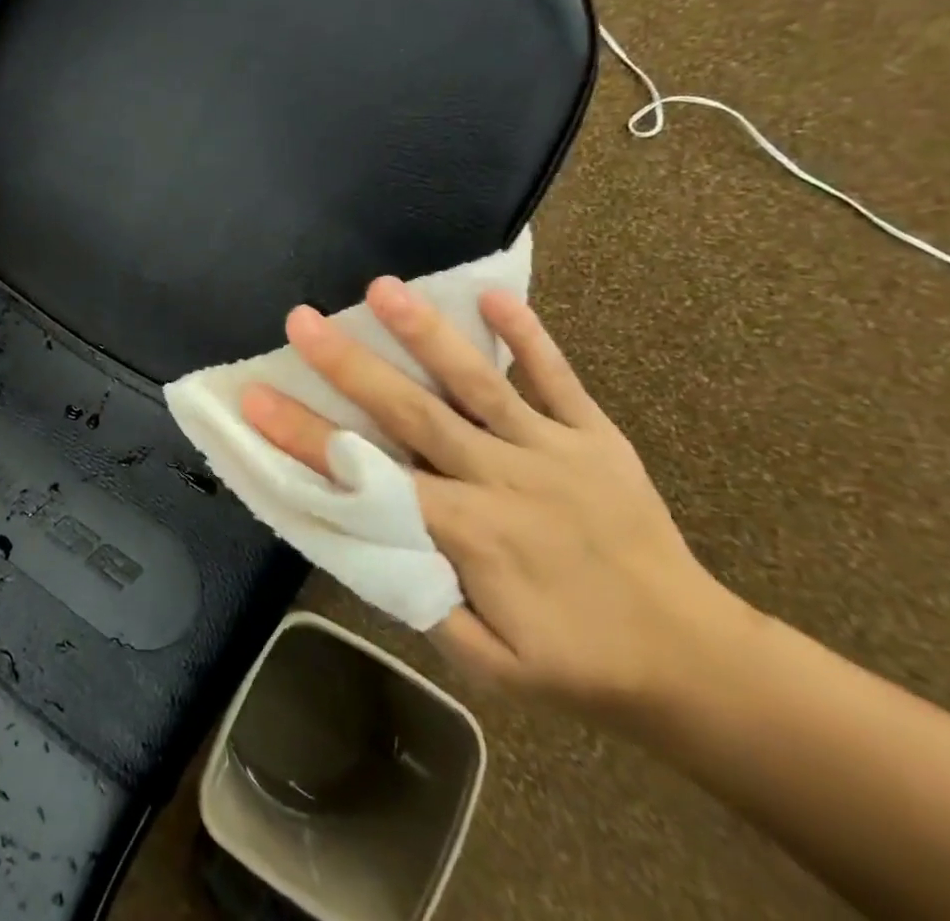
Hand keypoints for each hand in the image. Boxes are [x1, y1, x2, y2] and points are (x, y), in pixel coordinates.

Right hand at [239, 280, 746, 721]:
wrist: (695, 660)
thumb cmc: (575, 661)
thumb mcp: (485, 661)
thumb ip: (420, 595)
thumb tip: (359, 530)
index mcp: (469, 534)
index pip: (369, 476)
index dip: (306, 437)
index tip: (255, 400)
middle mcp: (502, 478)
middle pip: (413, 412)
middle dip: (350, 365)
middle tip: (302, 320)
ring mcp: (551, 449)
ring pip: (479, 383)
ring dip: (428, 333)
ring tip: (384, 288)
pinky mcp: (594, 435)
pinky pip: (557, 378)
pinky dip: (527, 337)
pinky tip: (494, 294)